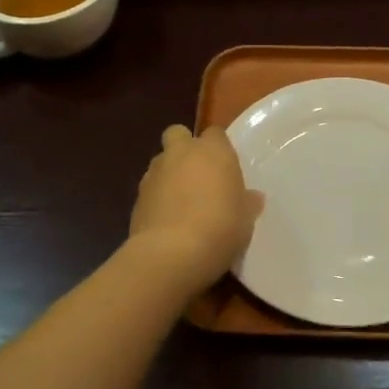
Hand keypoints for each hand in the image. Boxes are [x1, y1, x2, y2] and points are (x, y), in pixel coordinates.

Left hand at [129, 125, 263, 291]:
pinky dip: (157, 199)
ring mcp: (154, 174)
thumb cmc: (220, 228)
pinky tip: (167, 222)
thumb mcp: (245, 219)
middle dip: (185, 148)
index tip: (225, 168)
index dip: (219, 147)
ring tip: (182, 203)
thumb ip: (247, 203)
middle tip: (198, 174)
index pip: (215, 134)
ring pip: (161, 162)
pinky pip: (150, 190)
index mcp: (212, 151)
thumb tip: (252, 197)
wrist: (171, 254)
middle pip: (178, 134)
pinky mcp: (136, 198)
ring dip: (169, 175)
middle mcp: (180, 153)